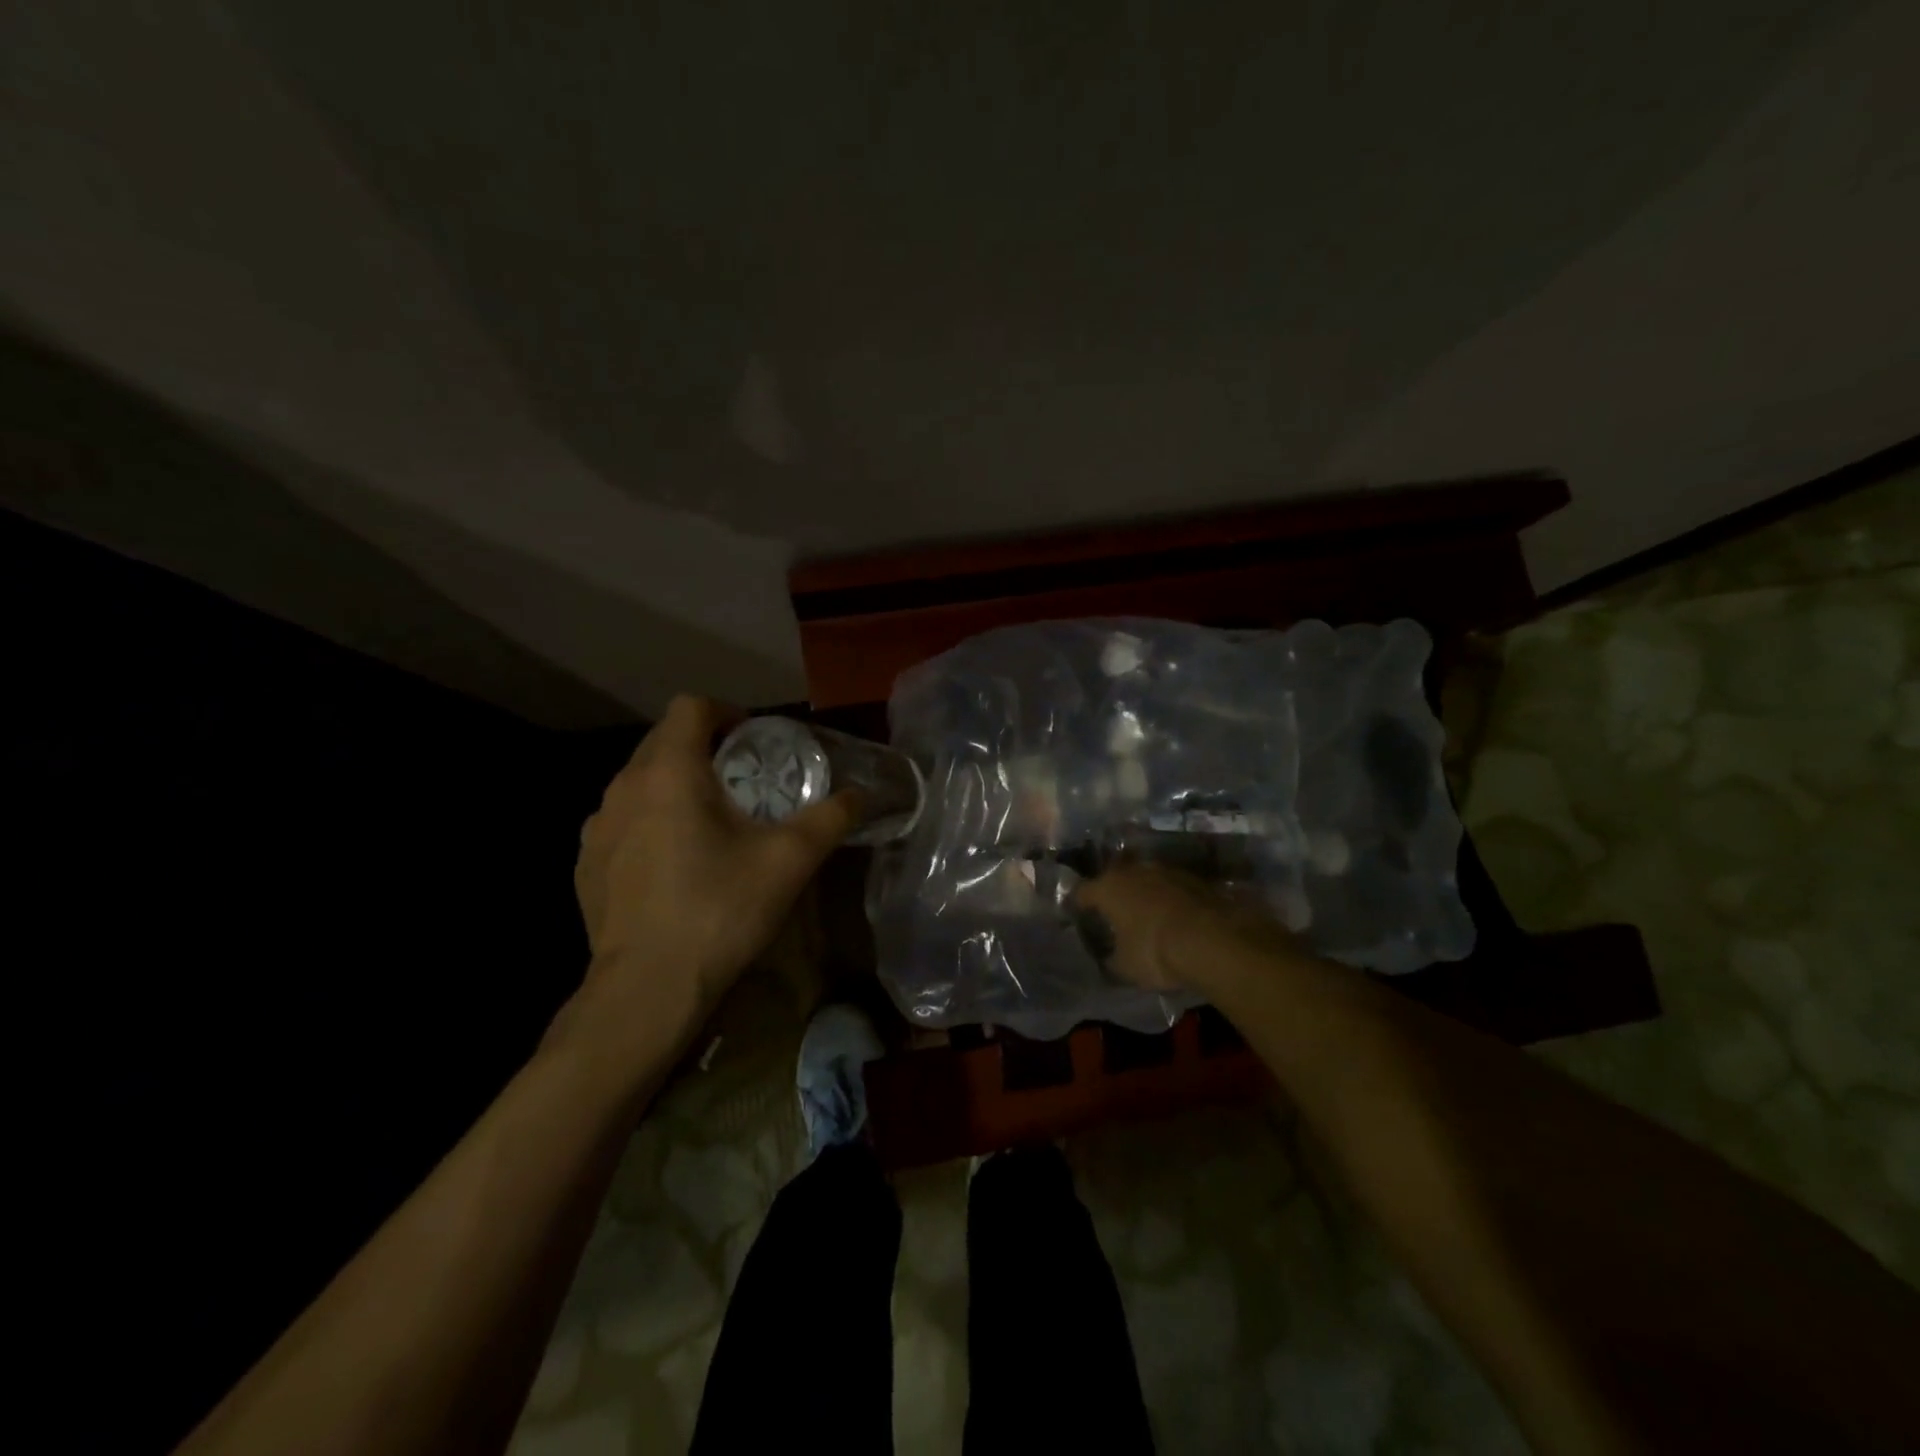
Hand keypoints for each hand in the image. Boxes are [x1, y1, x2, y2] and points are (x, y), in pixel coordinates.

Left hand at [573, 696, 862, 1030]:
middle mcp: (623, 787)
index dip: (726, 712)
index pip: (691, 707)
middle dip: (704, 748)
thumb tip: (861, 796)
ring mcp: (596, 828)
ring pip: (639, 783)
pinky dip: (649, 823)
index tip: (754, 738)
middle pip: (663, 741)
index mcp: (670, 772)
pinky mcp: (585, 865)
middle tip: (743, 780)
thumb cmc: (720, 910)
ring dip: (674, 786)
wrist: (646, 989)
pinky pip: (621, 822)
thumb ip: (830, 818)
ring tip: (710, 822)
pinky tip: (674, 865)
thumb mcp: (789, 861)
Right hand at [1074, 861, 1303, 994]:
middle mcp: (1134, 871)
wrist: (1213, 940)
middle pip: (1116, 879)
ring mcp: (1166, 871)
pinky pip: (1172, 888)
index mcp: (1108, 888)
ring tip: (1145, 915)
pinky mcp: (1195, 879)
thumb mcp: (1125, 967)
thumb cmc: (1155, 951)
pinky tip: (1174, 917)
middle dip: (1113, 895)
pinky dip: (1169, 900)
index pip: (1082, 892)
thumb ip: (1111, 959)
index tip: (1078, 915)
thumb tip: (1108, 958)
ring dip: (1144, 894)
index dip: (1078, 904)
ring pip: (1146, 880)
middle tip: (1113, 914)